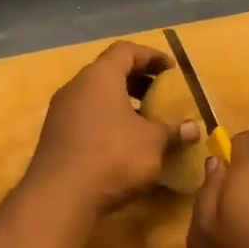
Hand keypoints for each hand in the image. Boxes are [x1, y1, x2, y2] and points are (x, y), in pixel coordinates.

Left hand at [24, 41, 199, 214]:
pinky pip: (85, 116)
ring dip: (122, 103)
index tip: (172, 70)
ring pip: (95, 96)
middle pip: (109, 71)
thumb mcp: (152, 143)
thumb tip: (194, 128)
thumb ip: (173, 131)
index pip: (126, 51)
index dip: (151, 56)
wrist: (59, 196)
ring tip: (145, 121)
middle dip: (137, 80)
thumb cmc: (112, 156)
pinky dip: (106, 120)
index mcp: (100, 76)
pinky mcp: (54, 136)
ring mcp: (61, 111)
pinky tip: (122, 143)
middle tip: (160, 94)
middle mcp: (76, 86)